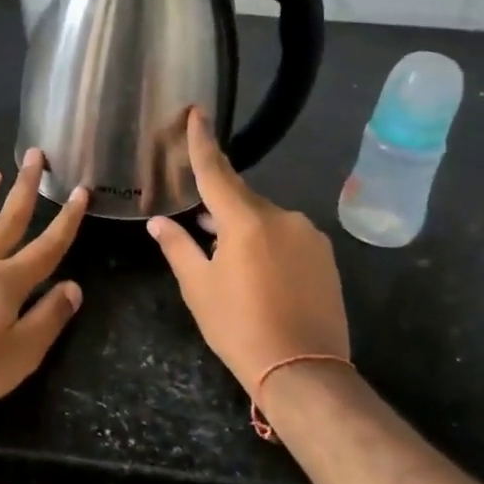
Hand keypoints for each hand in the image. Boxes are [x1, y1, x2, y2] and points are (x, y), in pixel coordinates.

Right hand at [147, 109, 349, 392]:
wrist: (305, 371)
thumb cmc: (240, 327)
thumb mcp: (199, 287)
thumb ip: (178, 247)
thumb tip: (159, 222)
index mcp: (246, 220)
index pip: (216, 171)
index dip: (203, 141)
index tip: (197, 111)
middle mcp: (282, 217)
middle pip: (241, 197)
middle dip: (218, 204)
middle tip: (196, 219)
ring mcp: (308, 236)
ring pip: (265, 218)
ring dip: (242, 227)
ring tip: (224, 254)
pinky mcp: (324, 256)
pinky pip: (286, 236)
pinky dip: (266, 242)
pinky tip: (256, 270)